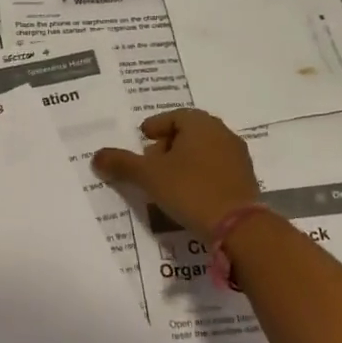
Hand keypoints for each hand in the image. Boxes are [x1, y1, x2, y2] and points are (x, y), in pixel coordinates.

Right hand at [92, 108, 260, 237]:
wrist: (238, 226)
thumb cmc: (190, 189)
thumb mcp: (149, 176)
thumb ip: (122, 163)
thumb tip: (96, 156)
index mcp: (200, 124)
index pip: (173, 116)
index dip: (155, 126)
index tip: (143, 137)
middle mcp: (222, 133)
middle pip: (189, 132)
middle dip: (168, 143)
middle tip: (151, 160)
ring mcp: (237, 156)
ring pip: (203, 150)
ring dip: (183, 160)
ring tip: (166, 179)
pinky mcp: (245, 179)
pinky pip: (215, 168)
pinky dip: (198, 173)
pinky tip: (187, 192)